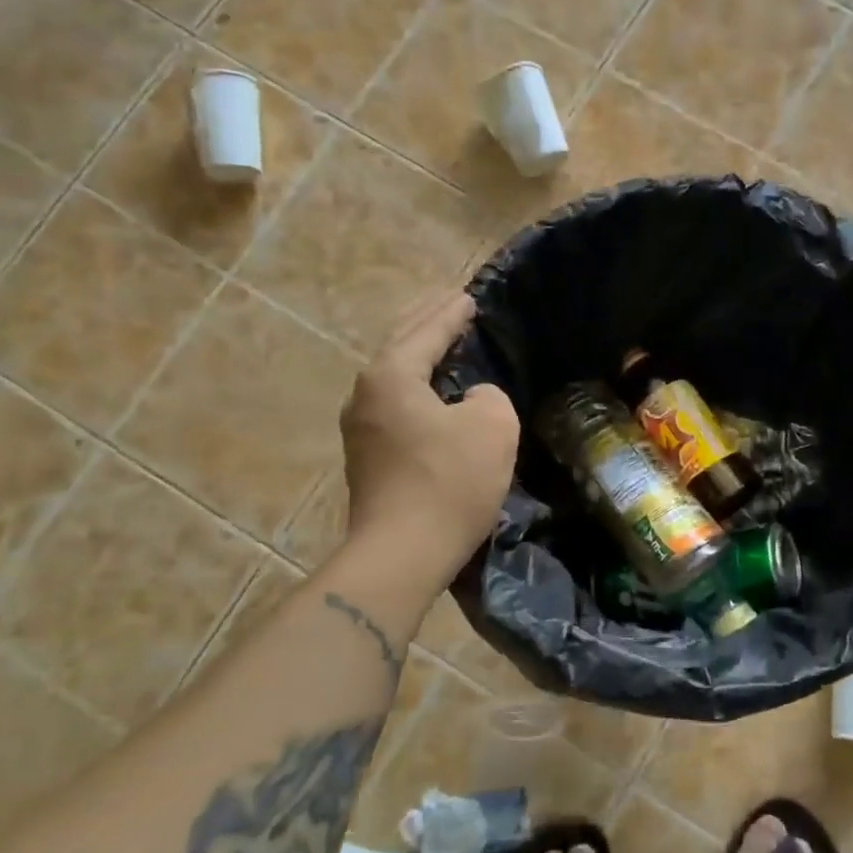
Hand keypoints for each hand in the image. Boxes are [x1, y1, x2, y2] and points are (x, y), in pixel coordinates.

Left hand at [340, 292, 518, 586]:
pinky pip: (395, 404)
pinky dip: (416, 387)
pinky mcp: (367, 458)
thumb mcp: (492, 427)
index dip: (452, 313)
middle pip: (400, 346)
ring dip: (418, 355)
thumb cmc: (448, 482)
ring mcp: (360, 428)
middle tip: (451, 304)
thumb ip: (488, 396)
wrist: (401, 554)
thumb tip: (471, 400)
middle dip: (427, 323)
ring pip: (394, 377)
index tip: (470, 297)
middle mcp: (365, 394)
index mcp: (391, 375)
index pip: (426, 331)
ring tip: (442, 342)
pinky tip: (433, 393)